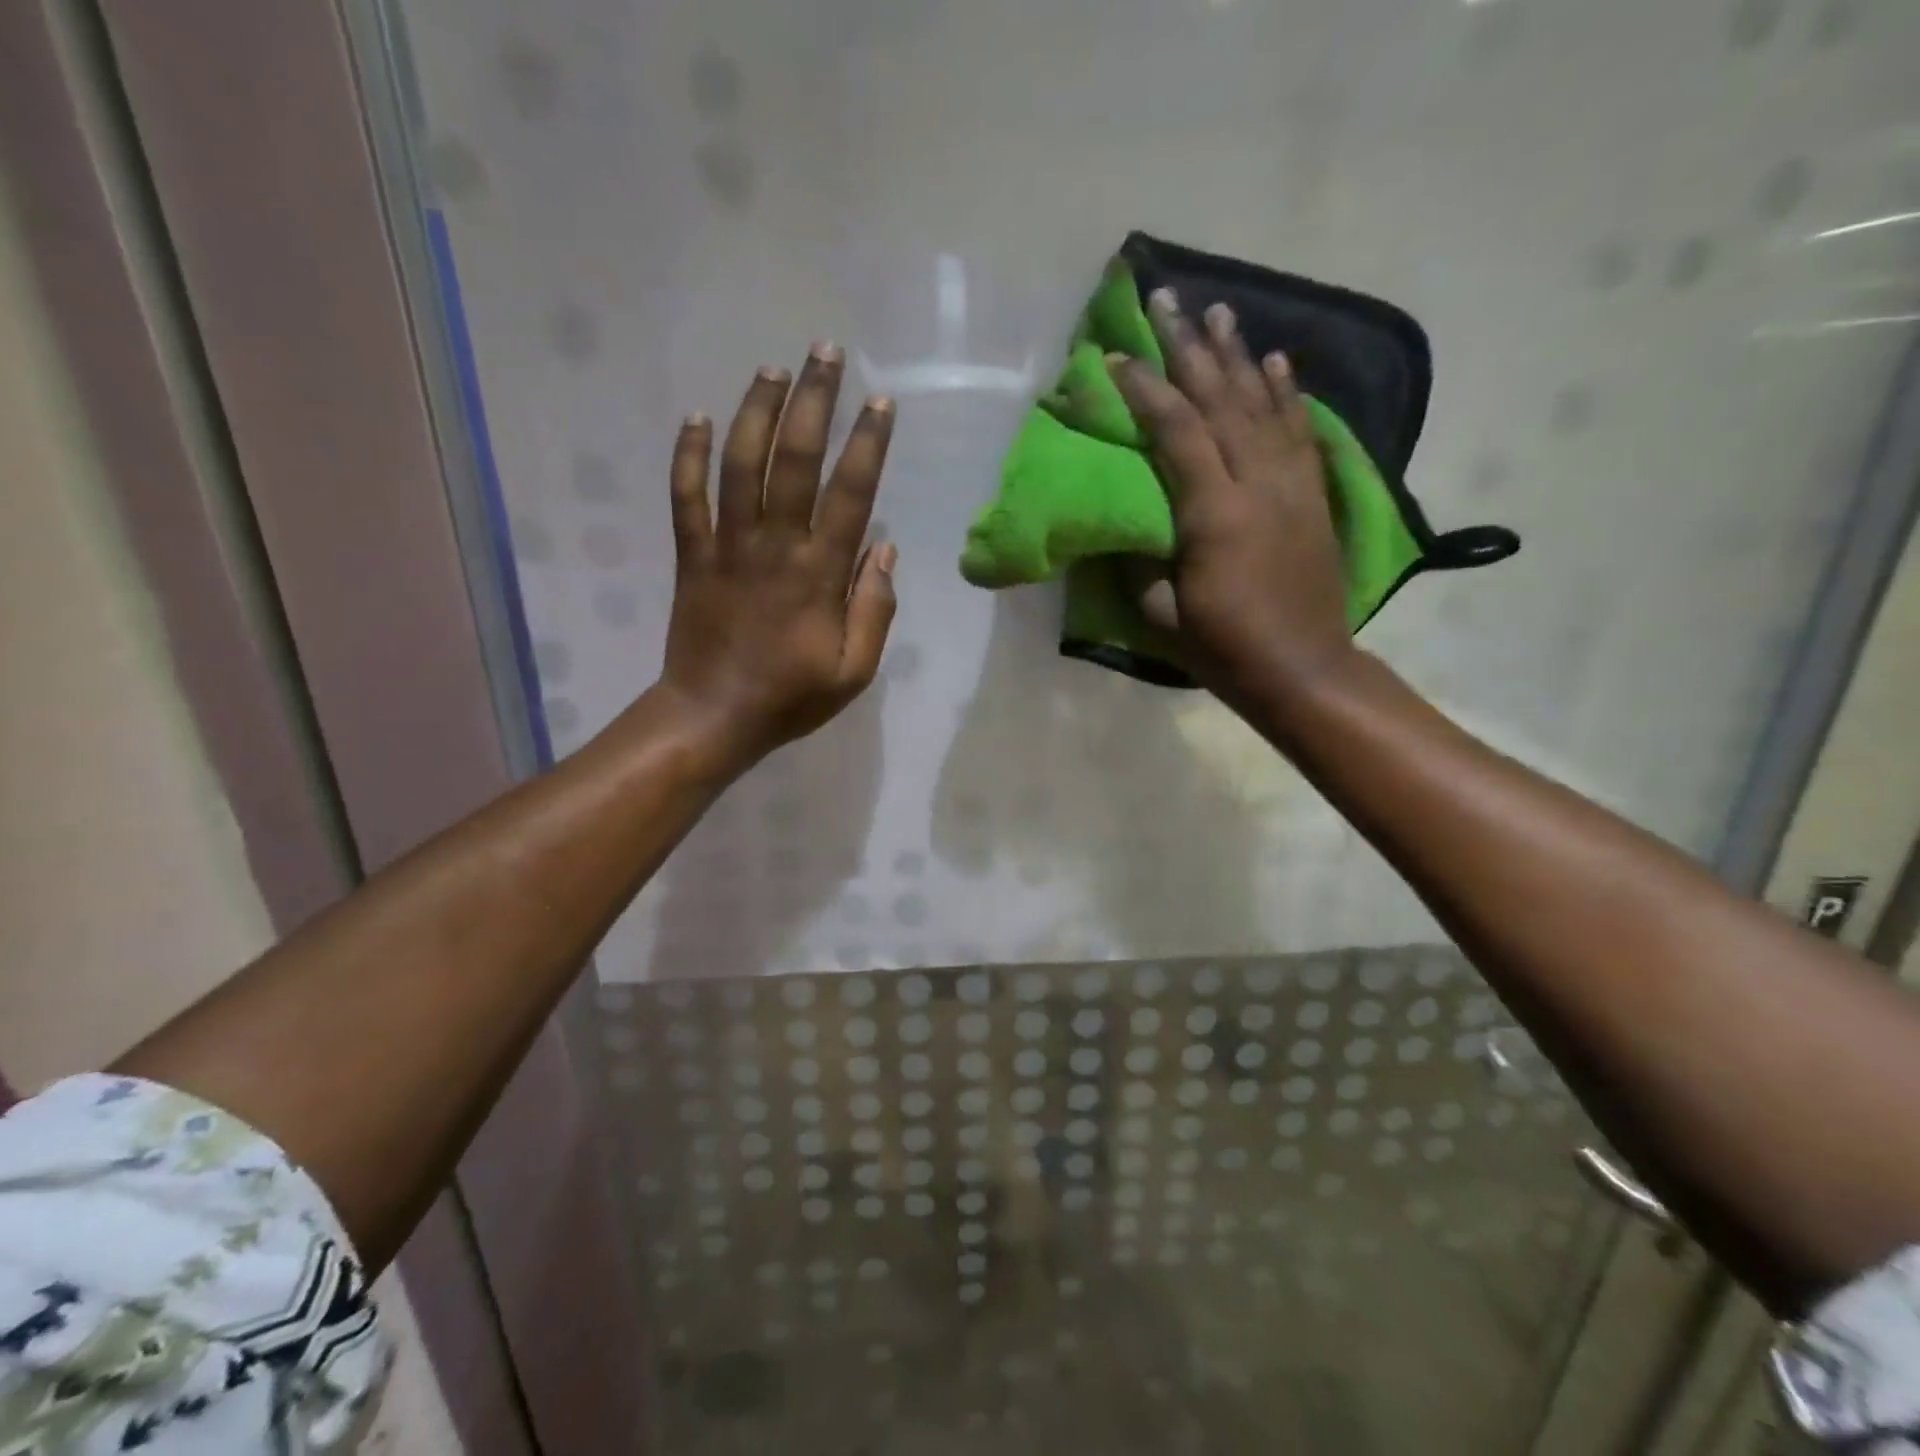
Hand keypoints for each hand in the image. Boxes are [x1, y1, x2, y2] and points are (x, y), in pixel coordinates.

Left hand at [656, 344, 897, 770]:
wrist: (713, 717)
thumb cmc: (791, 697)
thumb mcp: (855, 671)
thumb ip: (875, 610)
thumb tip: (885, 550)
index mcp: (819, 575)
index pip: (850, 494)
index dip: (867, 444)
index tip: (880, 402)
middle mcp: (774, 546)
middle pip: (794, 460)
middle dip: (814, 402)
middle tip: (826, 352)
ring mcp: (726, 547)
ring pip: (740, 464)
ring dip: (756, 412)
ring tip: (773, 369)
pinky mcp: (690, 556)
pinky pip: (685, 497)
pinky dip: (687, 455)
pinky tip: (696, 416)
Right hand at [1110, 289, 1354, 708]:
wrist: (1303, 669)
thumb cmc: (1224, 648)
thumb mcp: (1162, 613)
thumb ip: (1139, 563)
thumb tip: (1123, 527)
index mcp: (1214, 513)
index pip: (1177, 432)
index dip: (1146, 391)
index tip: (1118, 356)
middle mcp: (1257, 483)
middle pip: (1221, 400)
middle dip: (1190, 348)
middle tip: (1168, 300)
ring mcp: (1292, 485)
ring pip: (1263, 405)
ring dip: (1239, 355)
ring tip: (1220, 310)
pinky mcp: (1313, 496)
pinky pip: (1301, 432)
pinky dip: (1287, 395)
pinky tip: (1277, 364)